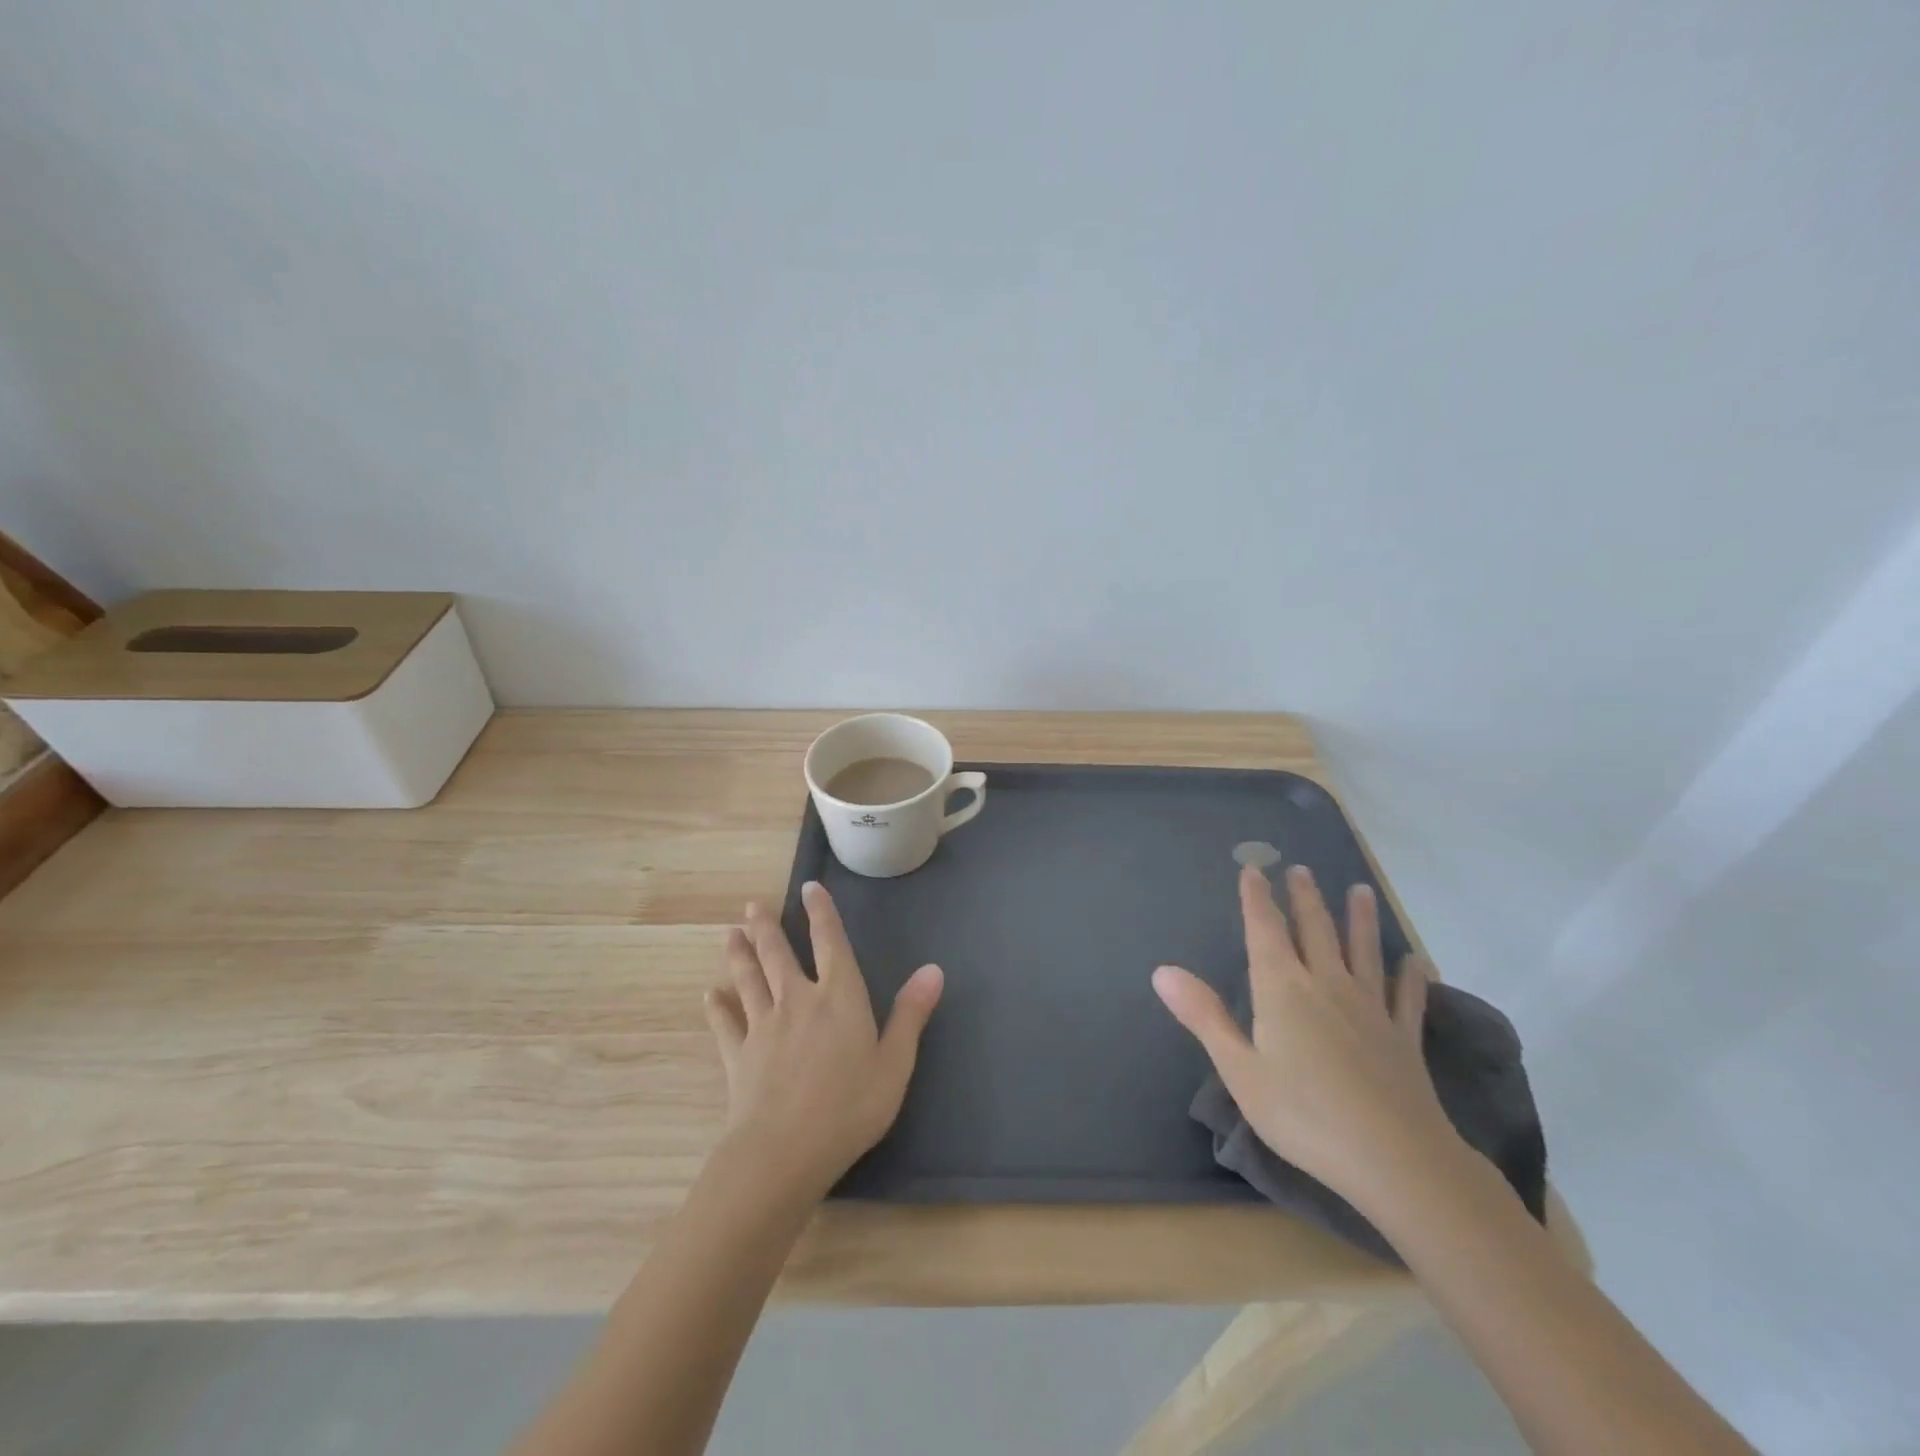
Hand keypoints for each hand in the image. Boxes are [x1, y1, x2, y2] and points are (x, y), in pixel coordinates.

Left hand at [703, 881, 943, 1199]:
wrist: (784, 1151)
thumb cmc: (850, 1106)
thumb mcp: (895, 1062)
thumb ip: (911, 1013)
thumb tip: (933, 969)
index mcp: (839, 997)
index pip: (830, 942)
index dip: (821, 913)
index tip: (809, 887)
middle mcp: (797, 1000)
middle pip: (778, 955)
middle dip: (766, 928)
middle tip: (751, 906)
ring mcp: (763, 1027)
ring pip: (748, 980)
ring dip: (739, 956)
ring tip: (730, 935)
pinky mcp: (739, 1056)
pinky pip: (726, 1025)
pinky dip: (717, 1009)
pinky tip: (709, 996)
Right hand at [1153, 864, 1456, 1211]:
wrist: (1395, 1160)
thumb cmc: (1303, 1114)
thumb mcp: (1239, 1069)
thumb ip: (1204, 1016)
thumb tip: (1161, 970)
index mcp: (1282, 989)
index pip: (1265, 930)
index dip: (1257, 898)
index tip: (1253, 869)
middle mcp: (1326, 985)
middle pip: (1315, 930)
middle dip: (1305, 898)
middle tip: (1301, 869)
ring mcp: (1370, 1009)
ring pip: (1363, 952)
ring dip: (1360, 920)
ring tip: (1360, 891)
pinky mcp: (1403, 1038)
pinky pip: (1406, 998)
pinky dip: (1410, 977)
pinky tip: (1415, 962)